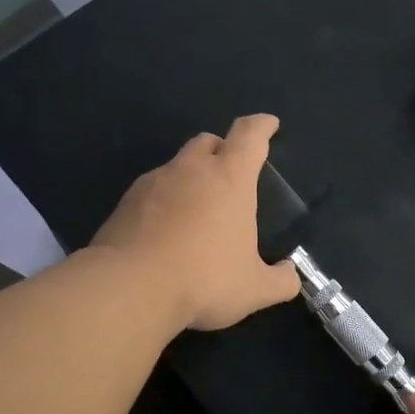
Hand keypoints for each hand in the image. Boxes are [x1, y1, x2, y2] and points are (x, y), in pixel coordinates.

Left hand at [89, 114, 300, 331]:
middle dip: (223, 149)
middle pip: (209, 141)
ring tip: (200, 210)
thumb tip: (289, 274)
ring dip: (192, 177)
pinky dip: (166, 201)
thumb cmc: (205, 279)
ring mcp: (153, 183)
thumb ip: (281, 280)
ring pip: (178, 165)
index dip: (262, 126)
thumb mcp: (256, 289)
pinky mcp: (126, 202)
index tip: (270, 124)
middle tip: (232, 173)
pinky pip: (153, 191)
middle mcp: (191, 170)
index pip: (249, 136)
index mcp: (230, 179)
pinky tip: (169, 230)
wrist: (130, 288)